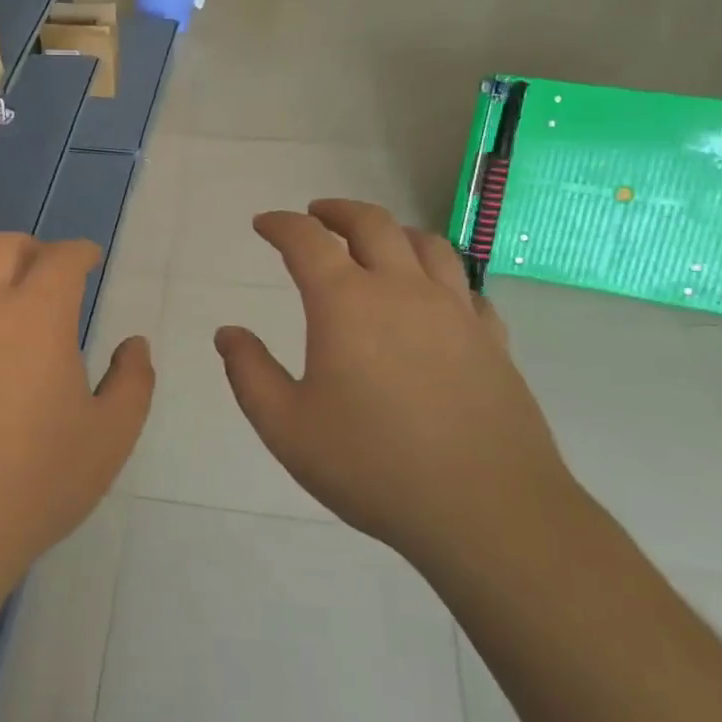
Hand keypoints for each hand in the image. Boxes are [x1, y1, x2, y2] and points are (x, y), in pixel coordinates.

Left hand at [0, 234, 153, 591]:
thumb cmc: (34, 483)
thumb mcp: (109, 438)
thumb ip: (132, 382)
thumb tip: (133, 344)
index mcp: (37, 316)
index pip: (61, 258)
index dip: (80, 252)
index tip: (90, 259)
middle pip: (2, 246)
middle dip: (31, 250)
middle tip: (45, 273)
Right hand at [213, 201, 571, 568]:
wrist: (485, 510)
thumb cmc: (372, 466)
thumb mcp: (286, 427)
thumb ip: (249, 372)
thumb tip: (228, 333)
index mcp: (346, 303)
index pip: (307, 240)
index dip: (281, 224)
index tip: (264, 223)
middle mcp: (402, 290)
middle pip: (371, 224)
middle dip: (337, 211)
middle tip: (317, 214)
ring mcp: (455, 312)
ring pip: (426, 245)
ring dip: (393, 231)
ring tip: (377, 241)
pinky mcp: (493, 340)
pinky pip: (466, 288)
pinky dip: (440, 276)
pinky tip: (435, 297)